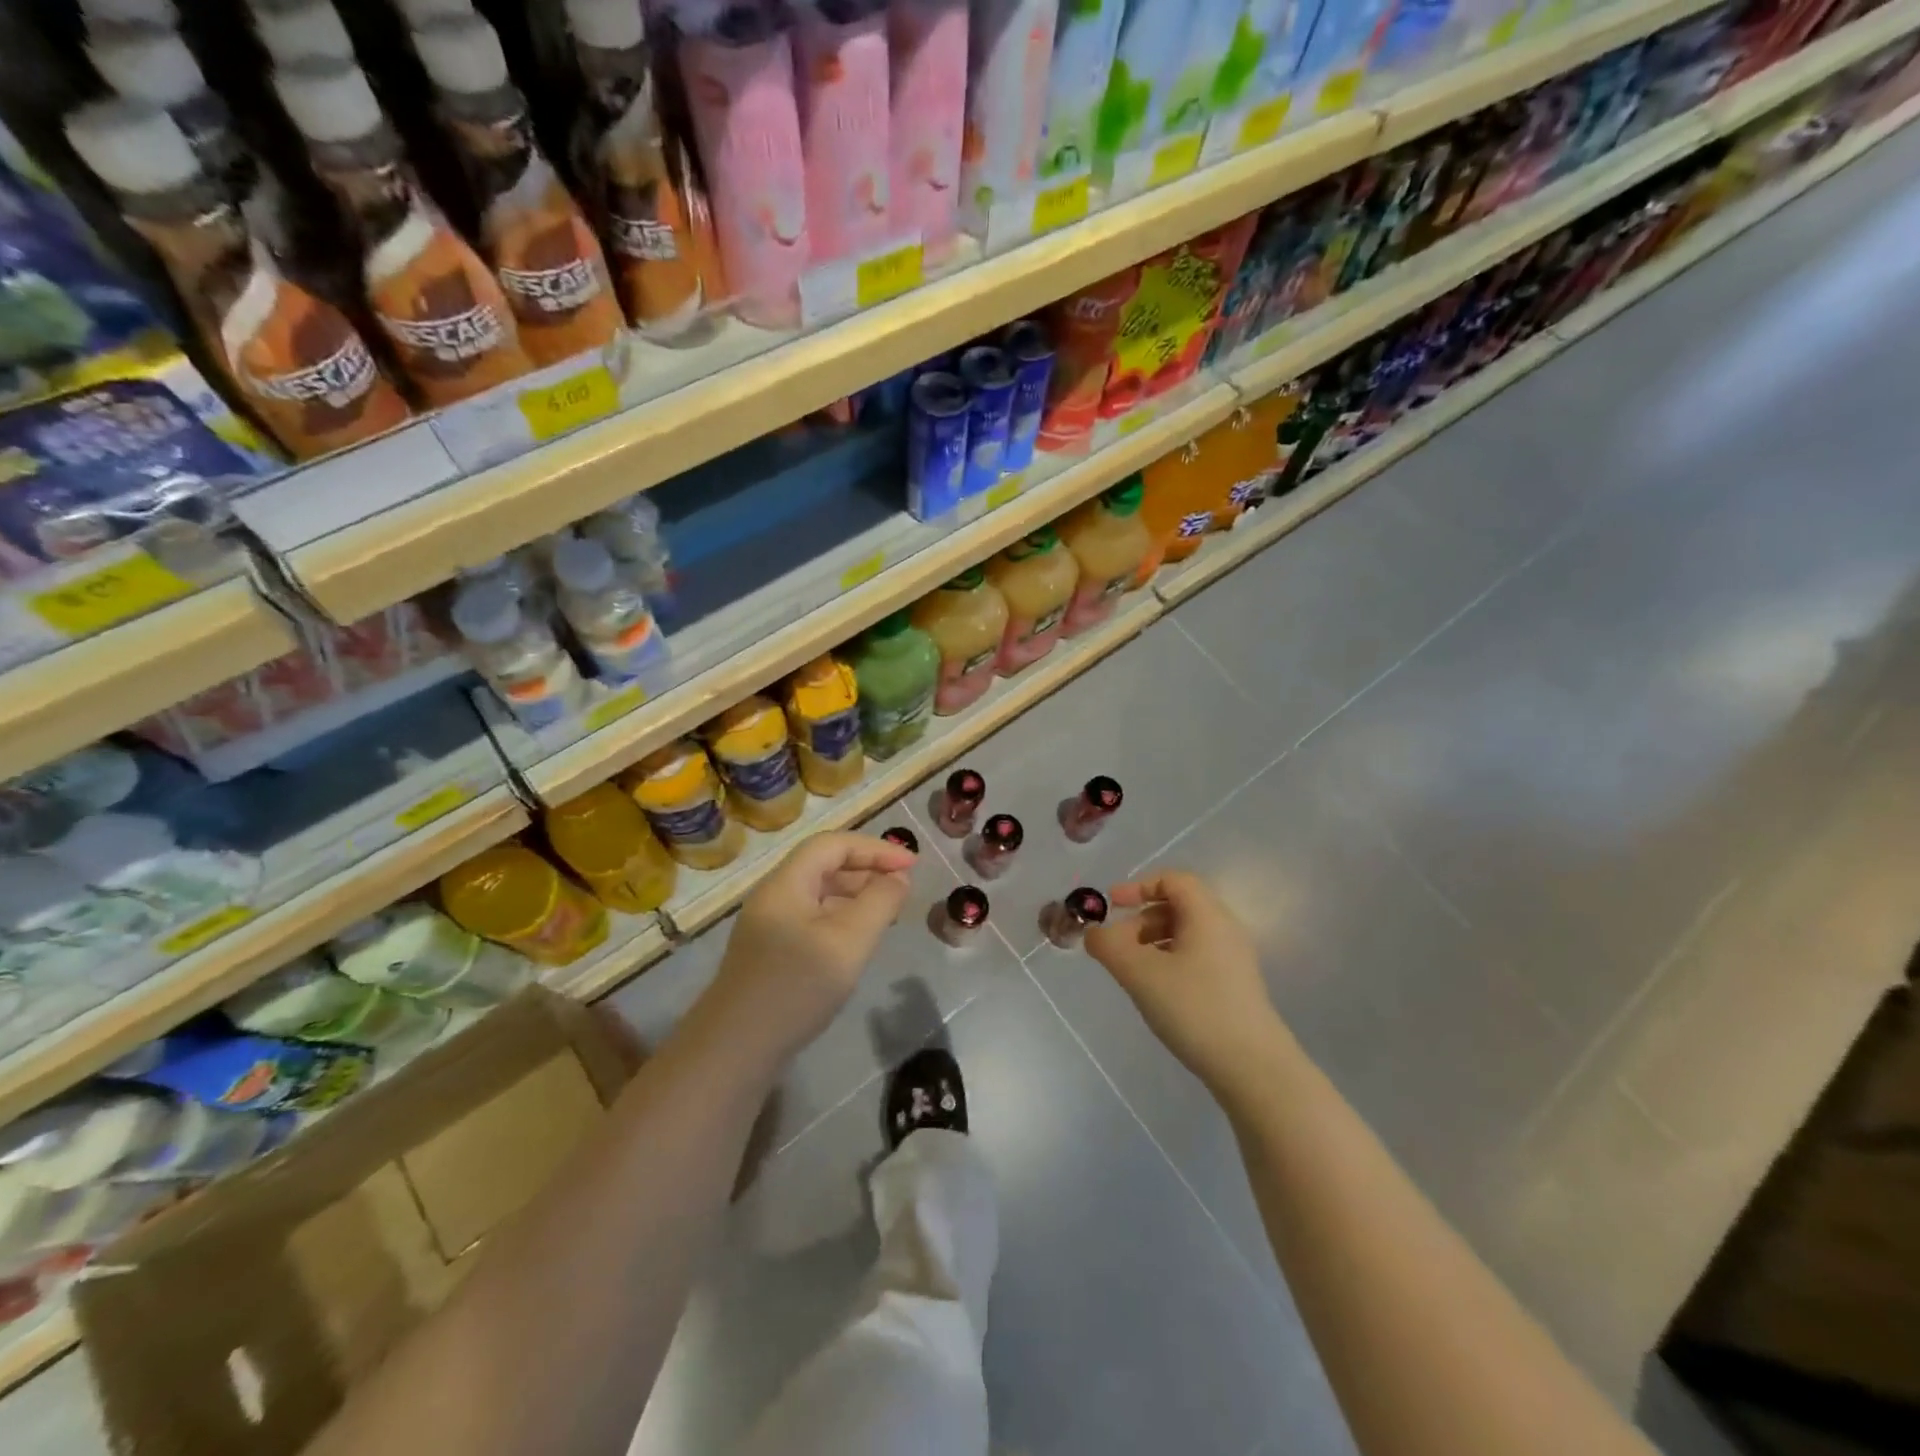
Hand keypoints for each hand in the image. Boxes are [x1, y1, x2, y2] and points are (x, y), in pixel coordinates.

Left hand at [706, 831, 914, 1061]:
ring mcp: (769, 925)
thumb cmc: (795, 988)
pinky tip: (858, 940)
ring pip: (819, 893)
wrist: (734, 1051)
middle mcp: (774, 896)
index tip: (912, 864)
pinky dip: (842, 917)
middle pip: (824, 864)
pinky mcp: (771, 952)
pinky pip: (812, 918)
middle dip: (867, 869)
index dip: (875, 848)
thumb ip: (879, 903)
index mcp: (786, 883)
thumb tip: (898, 878)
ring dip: (856, 894)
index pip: (833, 844)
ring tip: (888, 911)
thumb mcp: (848, 942)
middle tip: (903, 887)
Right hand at [1083, 871, 1289, 1095]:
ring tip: (1132, 972)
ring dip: (1153, 943)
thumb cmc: (1195, 1008)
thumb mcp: (1140, 974)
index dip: (1138, 886)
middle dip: (1141, 920)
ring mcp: (1233, 959)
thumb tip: (1093, 933)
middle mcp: (1225, 929)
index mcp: (1207, 915)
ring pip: (1186, 934)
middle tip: (1117, 946)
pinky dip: (1169, 961)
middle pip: (1178, 906)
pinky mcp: (1235, 986)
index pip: (1173, 880)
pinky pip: (1196, 957)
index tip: (1111, 906)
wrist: (1253, 1068)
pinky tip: (1157, 992)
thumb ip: (1109, 946)